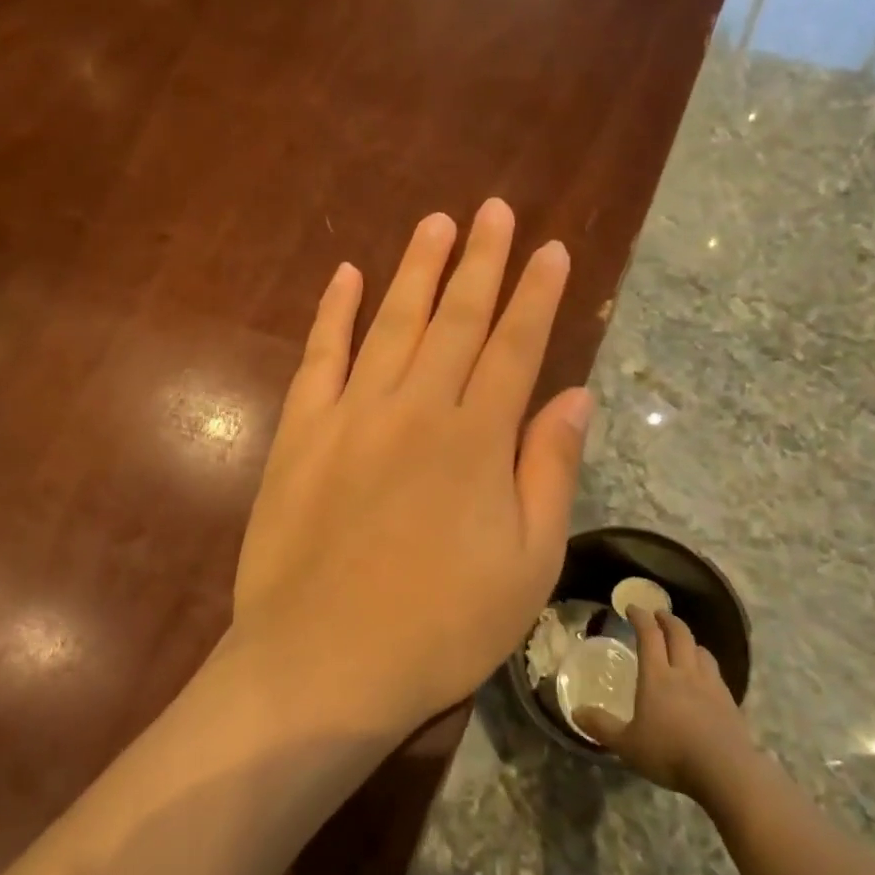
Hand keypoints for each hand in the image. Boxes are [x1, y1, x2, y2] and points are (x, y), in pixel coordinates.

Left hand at [227, 199, 593, 739]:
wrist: (322, 664)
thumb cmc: (440, 627)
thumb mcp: (526, 564)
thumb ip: (548, 471)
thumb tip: (574, 396)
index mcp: (475, 440)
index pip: (515, 347)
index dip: (535, 295)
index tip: (549, 250)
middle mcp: (415, 408)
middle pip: (456, 319)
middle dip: (480, 261)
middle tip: (493, 211)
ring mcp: (351, 415)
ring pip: (392, 323)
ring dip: (416, 270)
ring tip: (437, 223)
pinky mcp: (300, 433)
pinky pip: (319, 357)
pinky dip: (333, 313)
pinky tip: (346, 276)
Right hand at [576, 606, 752, 802]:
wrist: (726, 772)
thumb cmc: (670, 754)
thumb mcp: (627, 745)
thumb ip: (602, 727)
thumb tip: (576, 712)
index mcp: (657, 676)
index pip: (649, 635)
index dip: (640, 617)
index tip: (631, 608)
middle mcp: (684, 672)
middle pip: (679, 634)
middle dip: (668, 619)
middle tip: (658, 615)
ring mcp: (710, 685)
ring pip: (701, 650)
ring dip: (689, 641)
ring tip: (683, 643)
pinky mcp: (729, 702)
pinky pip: (716, 672)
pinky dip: (706, 664)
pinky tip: (704, 677)